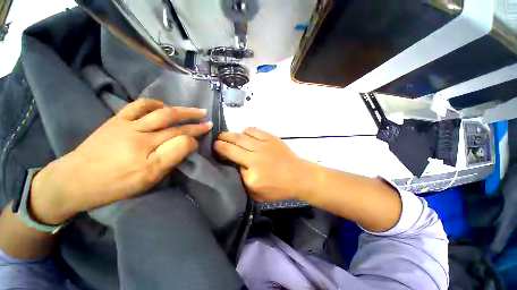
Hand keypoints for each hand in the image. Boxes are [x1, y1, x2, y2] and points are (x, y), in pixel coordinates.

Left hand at [30, 99, 211, 224]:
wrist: (75, 180)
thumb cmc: (115, 184)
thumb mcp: (149, 178)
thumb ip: (172, 157)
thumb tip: (190, 142)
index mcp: (148, 151)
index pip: (180, 137)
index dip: (196, 133)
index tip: (207, 130)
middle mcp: (139, 133)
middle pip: (172, 120)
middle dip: (192, 117)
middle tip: (205, 115)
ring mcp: (126, 123)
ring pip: (158, 111)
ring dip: (178, 108)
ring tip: (190, 110)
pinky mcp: (116, 120)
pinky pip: (137, 106)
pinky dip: (154, 103)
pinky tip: (162, 106)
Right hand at [214, 128, 314, 201]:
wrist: (299, 176)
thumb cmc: (279, 188)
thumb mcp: (257, 193)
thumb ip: (243, 180)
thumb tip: (234, 164)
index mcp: (251, 175)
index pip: (230, 160)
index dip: (220, 152)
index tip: (215, 149)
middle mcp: (255, 157)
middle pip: (232, 145)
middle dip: (221, 141)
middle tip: (216, 140)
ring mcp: (263, 145)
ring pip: (241, 135)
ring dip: (231, 134)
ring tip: (227, 136)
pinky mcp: (270, 138)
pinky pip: (253, 130)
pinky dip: (245, 131)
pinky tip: (244, 135)